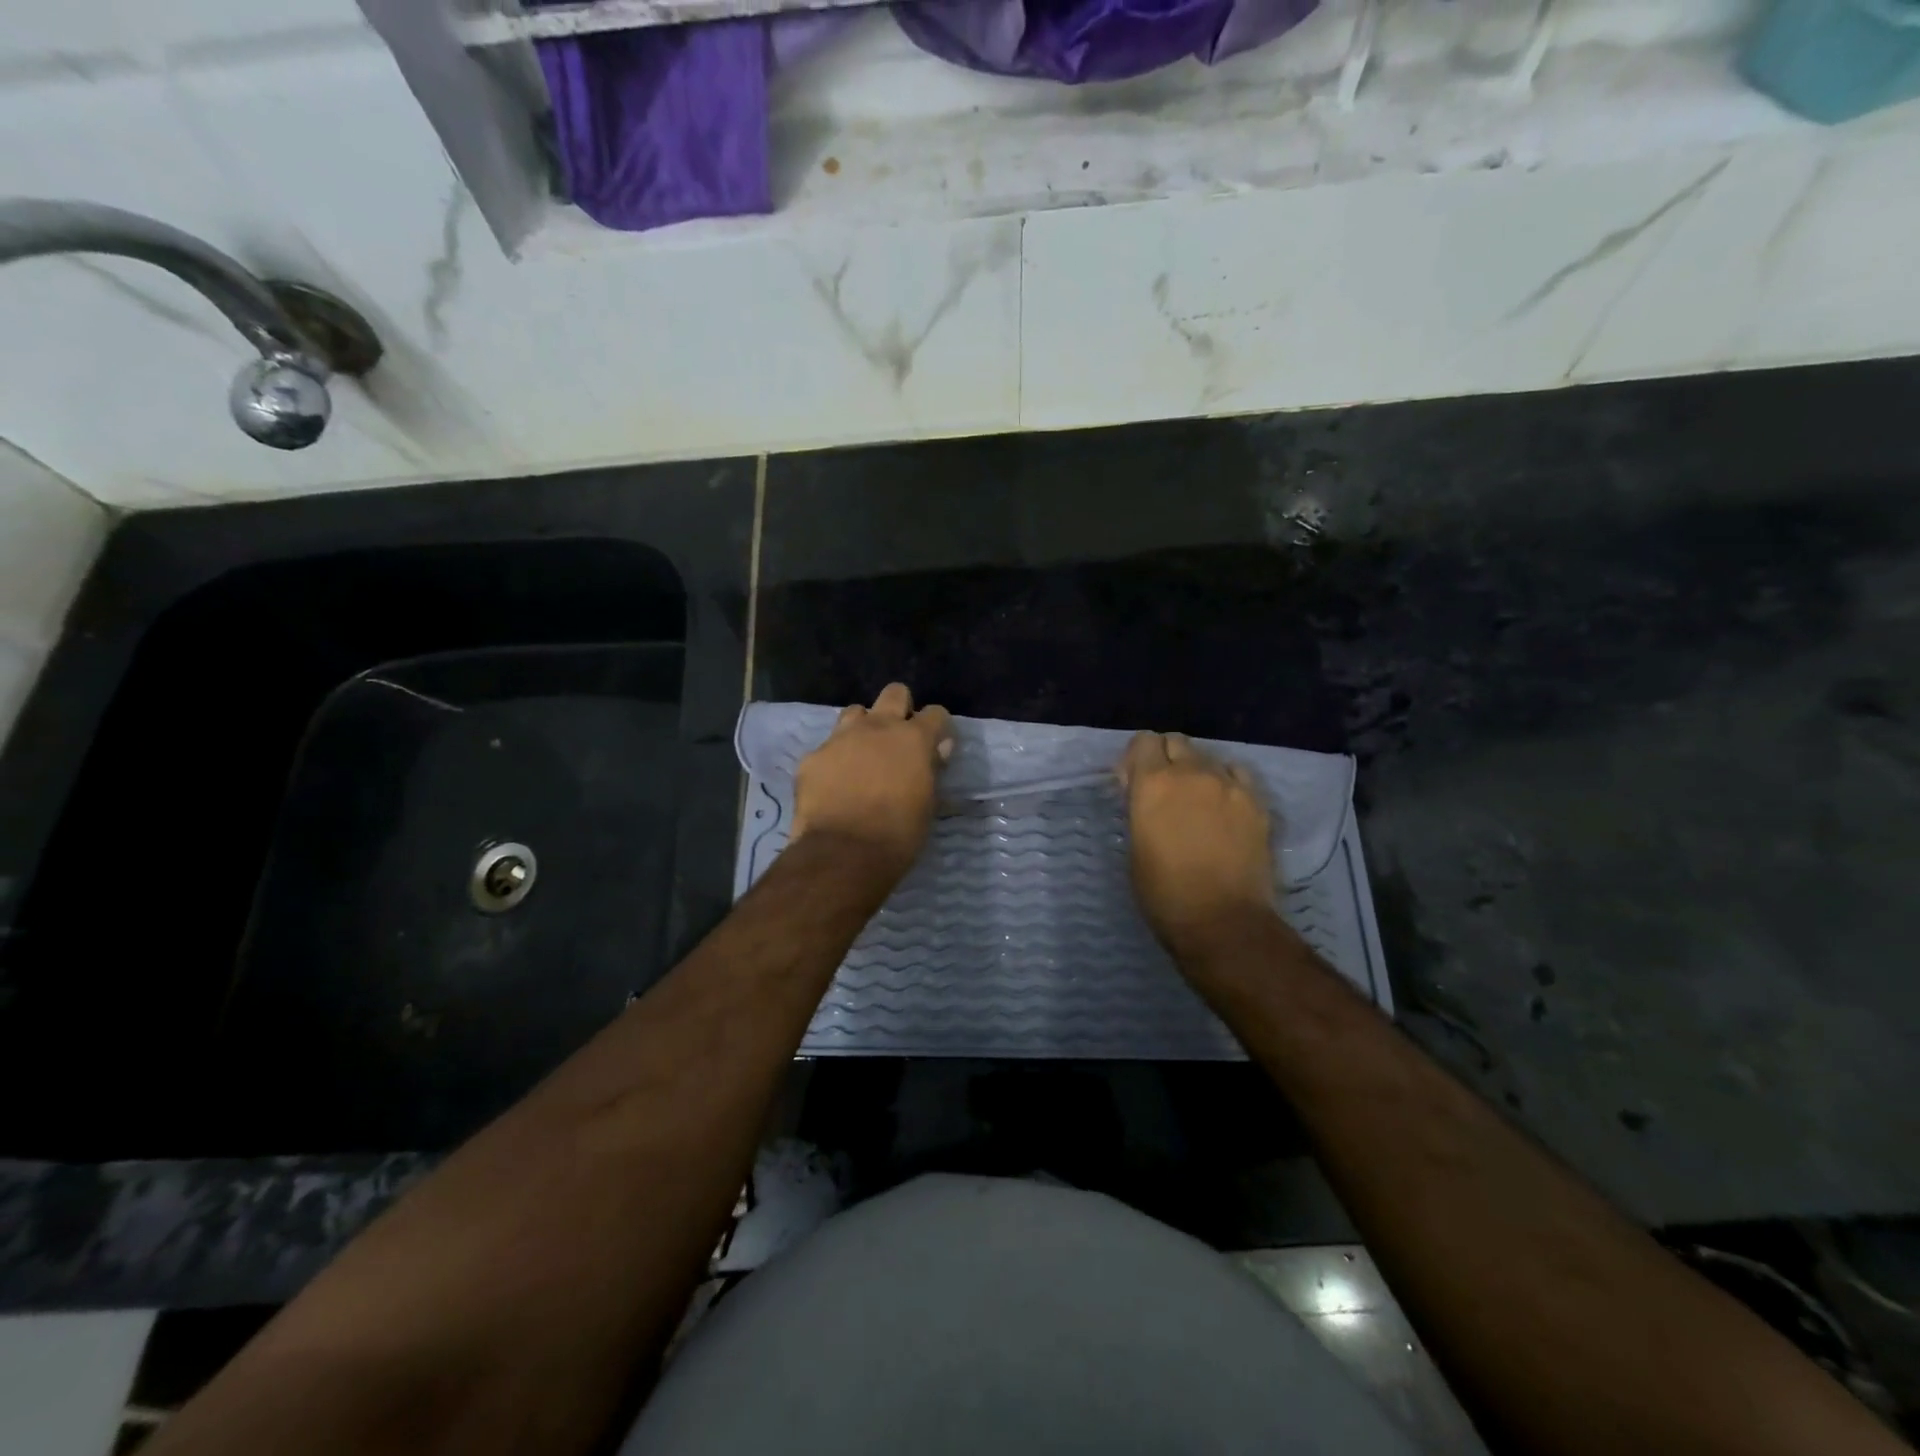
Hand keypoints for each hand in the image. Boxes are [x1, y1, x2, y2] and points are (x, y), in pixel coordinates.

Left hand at [791, 683, 953, 874]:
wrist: (843, 853)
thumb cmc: (898, 834)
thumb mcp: (928, 804)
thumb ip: (931, 769)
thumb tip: (937, 750)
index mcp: (913, 739)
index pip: (936, 713)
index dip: (938, 728)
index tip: (936, 745)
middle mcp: (878, 727)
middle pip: (894, 693)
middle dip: (900, 708)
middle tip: (898, 738)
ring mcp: (841, 738)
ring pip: (855, 712)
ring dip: (863, 728)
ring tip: (863, 754)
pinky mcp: (813, 756)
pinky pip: (827, 747)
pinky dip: (834, 759)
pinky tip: (834, 783)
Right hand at [1119, 732, 1276, 957]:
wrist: (1223, 922)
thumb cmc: (1164, 893)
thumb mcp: (1135, 846)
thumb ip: (1140, 809)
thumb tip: (1145, 794)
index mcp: (1153, 784)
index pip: (1143, 741)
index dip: (1137, 758)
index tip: (1134, 782)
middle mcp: (1191, 773)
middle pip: (1177, 742)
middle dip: (1167, 758)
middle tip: (1165, 790)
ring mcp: (1229, 785)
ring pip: (1209, 758)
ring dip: (1198, 771)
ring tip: (1198, 802)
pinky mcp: (1257, 802)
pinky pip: (1239, 774)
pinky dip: (1228, 782)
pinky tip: (1225, 807)